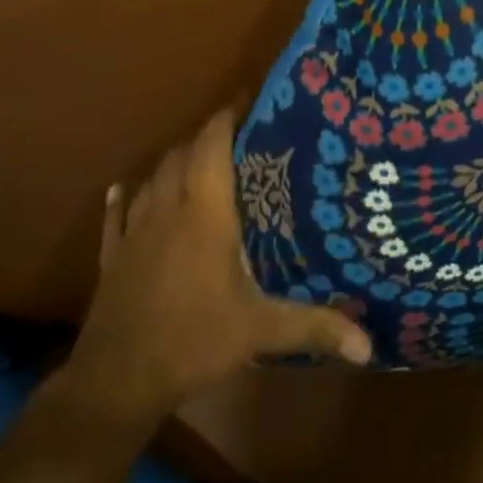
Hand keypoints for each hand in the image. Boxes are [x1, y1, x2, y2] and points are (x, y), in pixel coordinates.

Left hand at [65, 108, 371, 422]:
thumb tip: (369, 346)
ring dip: (175, 162)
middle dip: (208, 135)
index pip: (212, 145)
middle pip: (183, 153)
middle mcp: (168, 209)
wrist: (114, 382)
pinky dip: (124, 197)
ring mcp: (135, 231)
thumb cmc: (193, 341)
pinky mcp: (112, 255)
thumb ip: (315, 327)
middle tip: (241, 134)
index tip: (250, 100)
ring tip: (201, 160)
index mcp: (204, 213)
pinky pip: (116, 214)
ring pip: (154, 177)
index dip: (228, 116)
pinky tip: (125, 189)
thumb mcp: (260, 332)